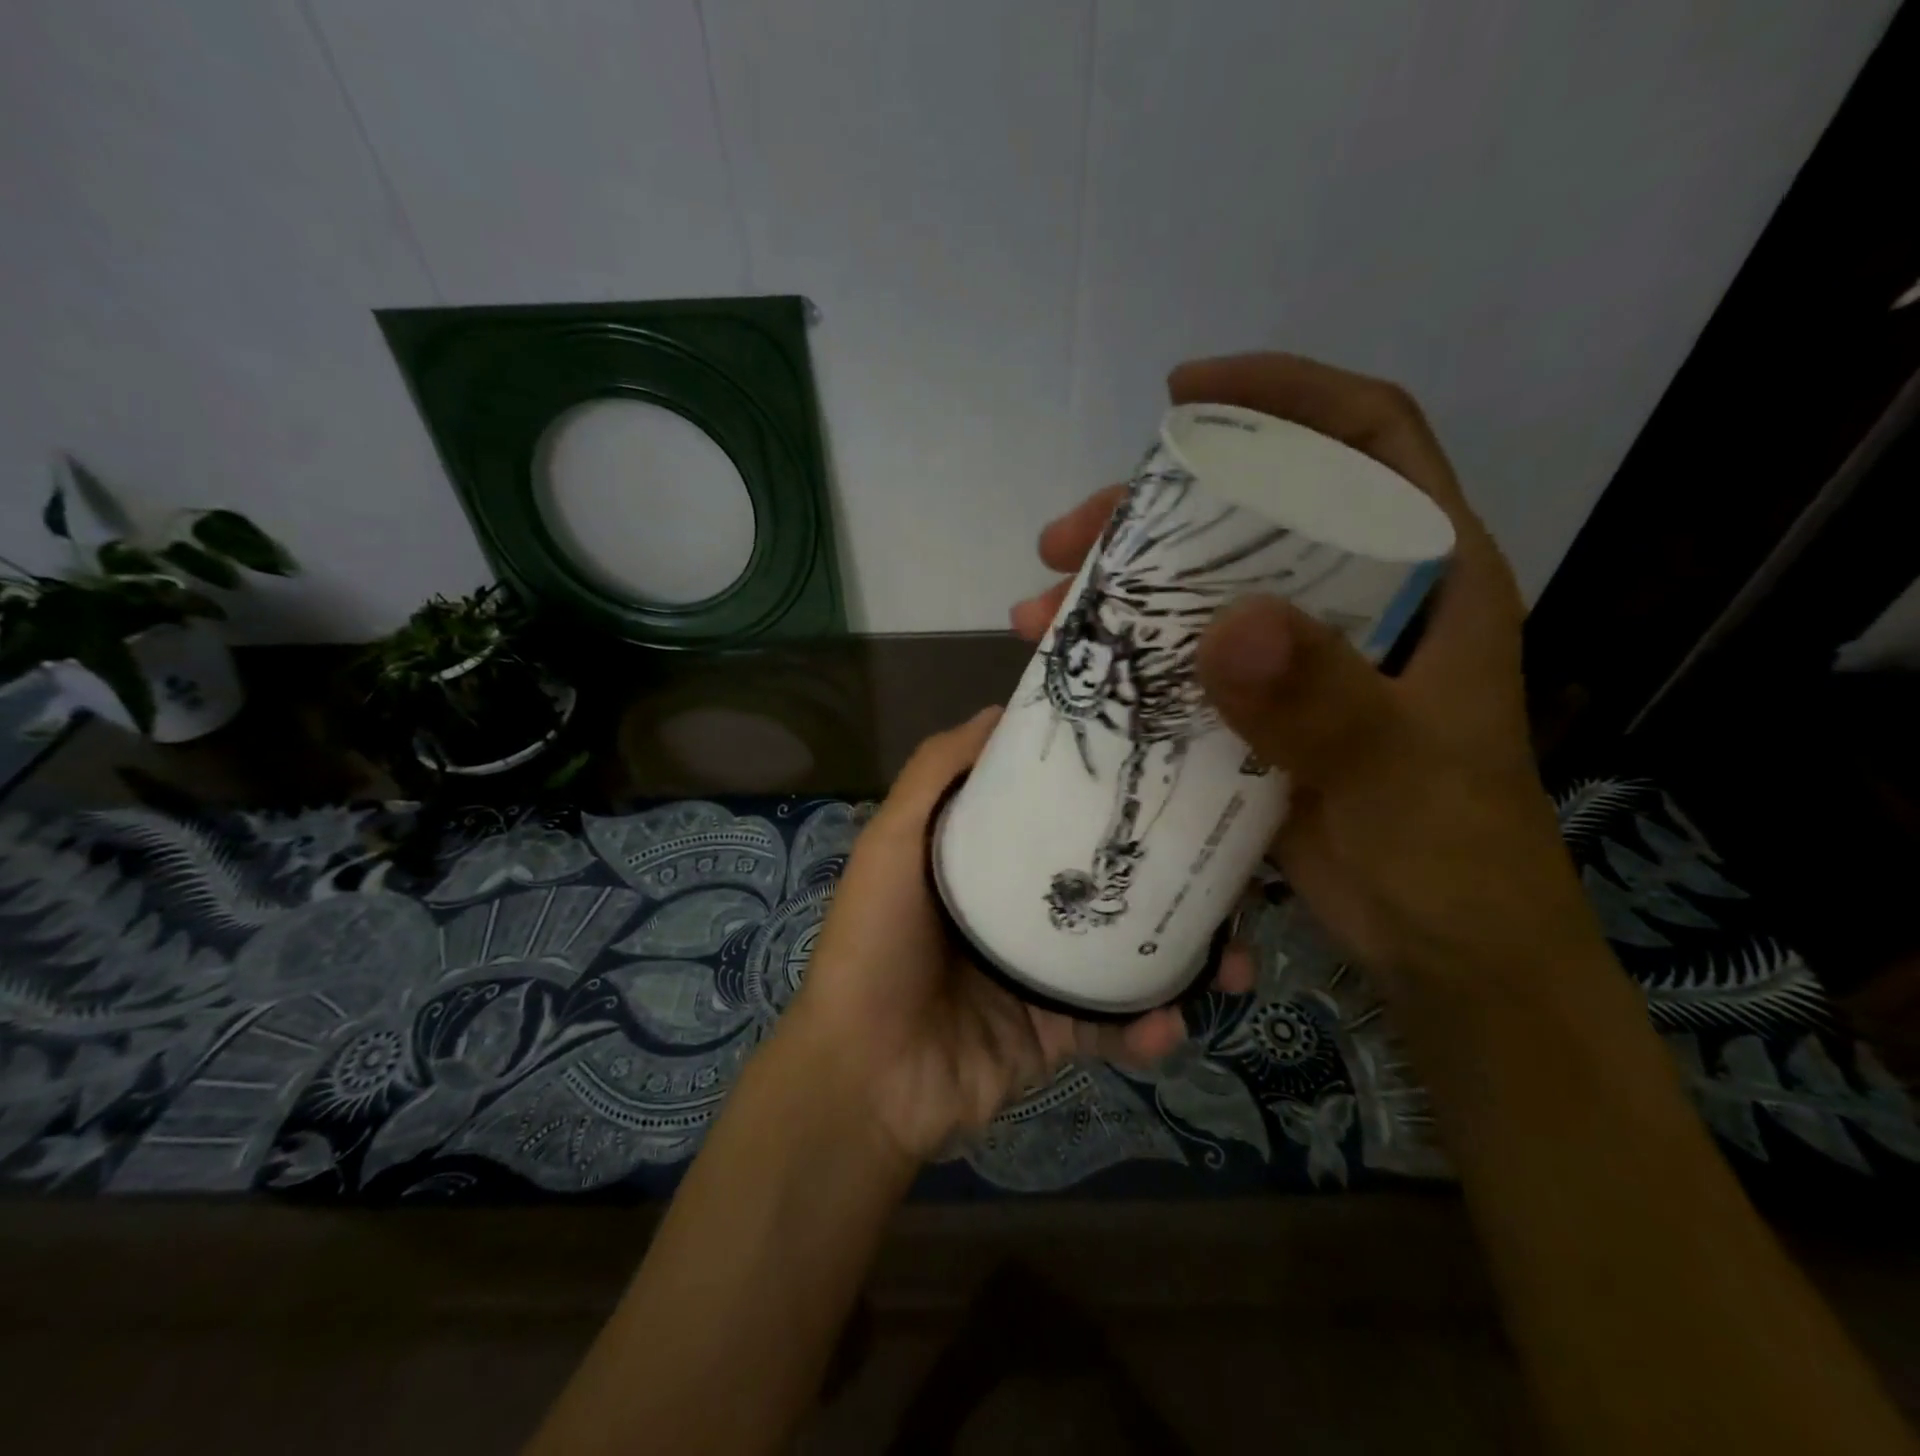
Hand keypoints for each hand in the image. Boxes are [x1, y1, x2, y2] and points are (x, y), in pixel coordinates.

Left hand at [784, 708, 1252, 1163]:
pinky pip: (1116, 1025)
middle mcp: (1021, 907)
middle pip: (1107, 880)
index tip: (1169, 769)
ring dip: (1186, 957)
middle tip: (1233, 872)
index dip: (1108, 792)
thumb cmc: (876, 943)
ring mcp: (1043, 972)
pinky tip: (1169, 1025)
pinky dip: (1148, 1028)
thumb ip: (936, 773)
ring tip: (1233, 960)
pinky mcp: (1057, 1032)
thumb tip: (1000, 710)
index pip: (1058, 812)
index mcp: (988, 859)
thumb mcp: (894, 841)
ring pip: (1129, 952)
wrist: (865, 1077)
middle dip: (1171, 876)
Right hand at [1013, 354, 1602, 996]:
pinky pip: (1182, 663)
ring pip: (1201, 591)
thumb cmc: (1451, 854)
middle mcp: (1357, 603)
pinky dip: (1126, 660)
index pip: (1364, 441)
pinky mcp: (1258, 713)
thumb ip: (1325, 704)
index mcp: (1425, 580)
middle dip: (1152, 513)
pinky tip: (1072, 671)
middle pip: (1250, 516)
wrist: (1445, 950)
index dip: (1282, 397)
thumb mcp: (1396, 775)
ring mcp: (1301, 660)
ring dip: (1117, 592)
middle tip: (1067, 537)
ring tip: (1041, 611)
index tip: (1186, 395)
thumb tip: (1228, 626)